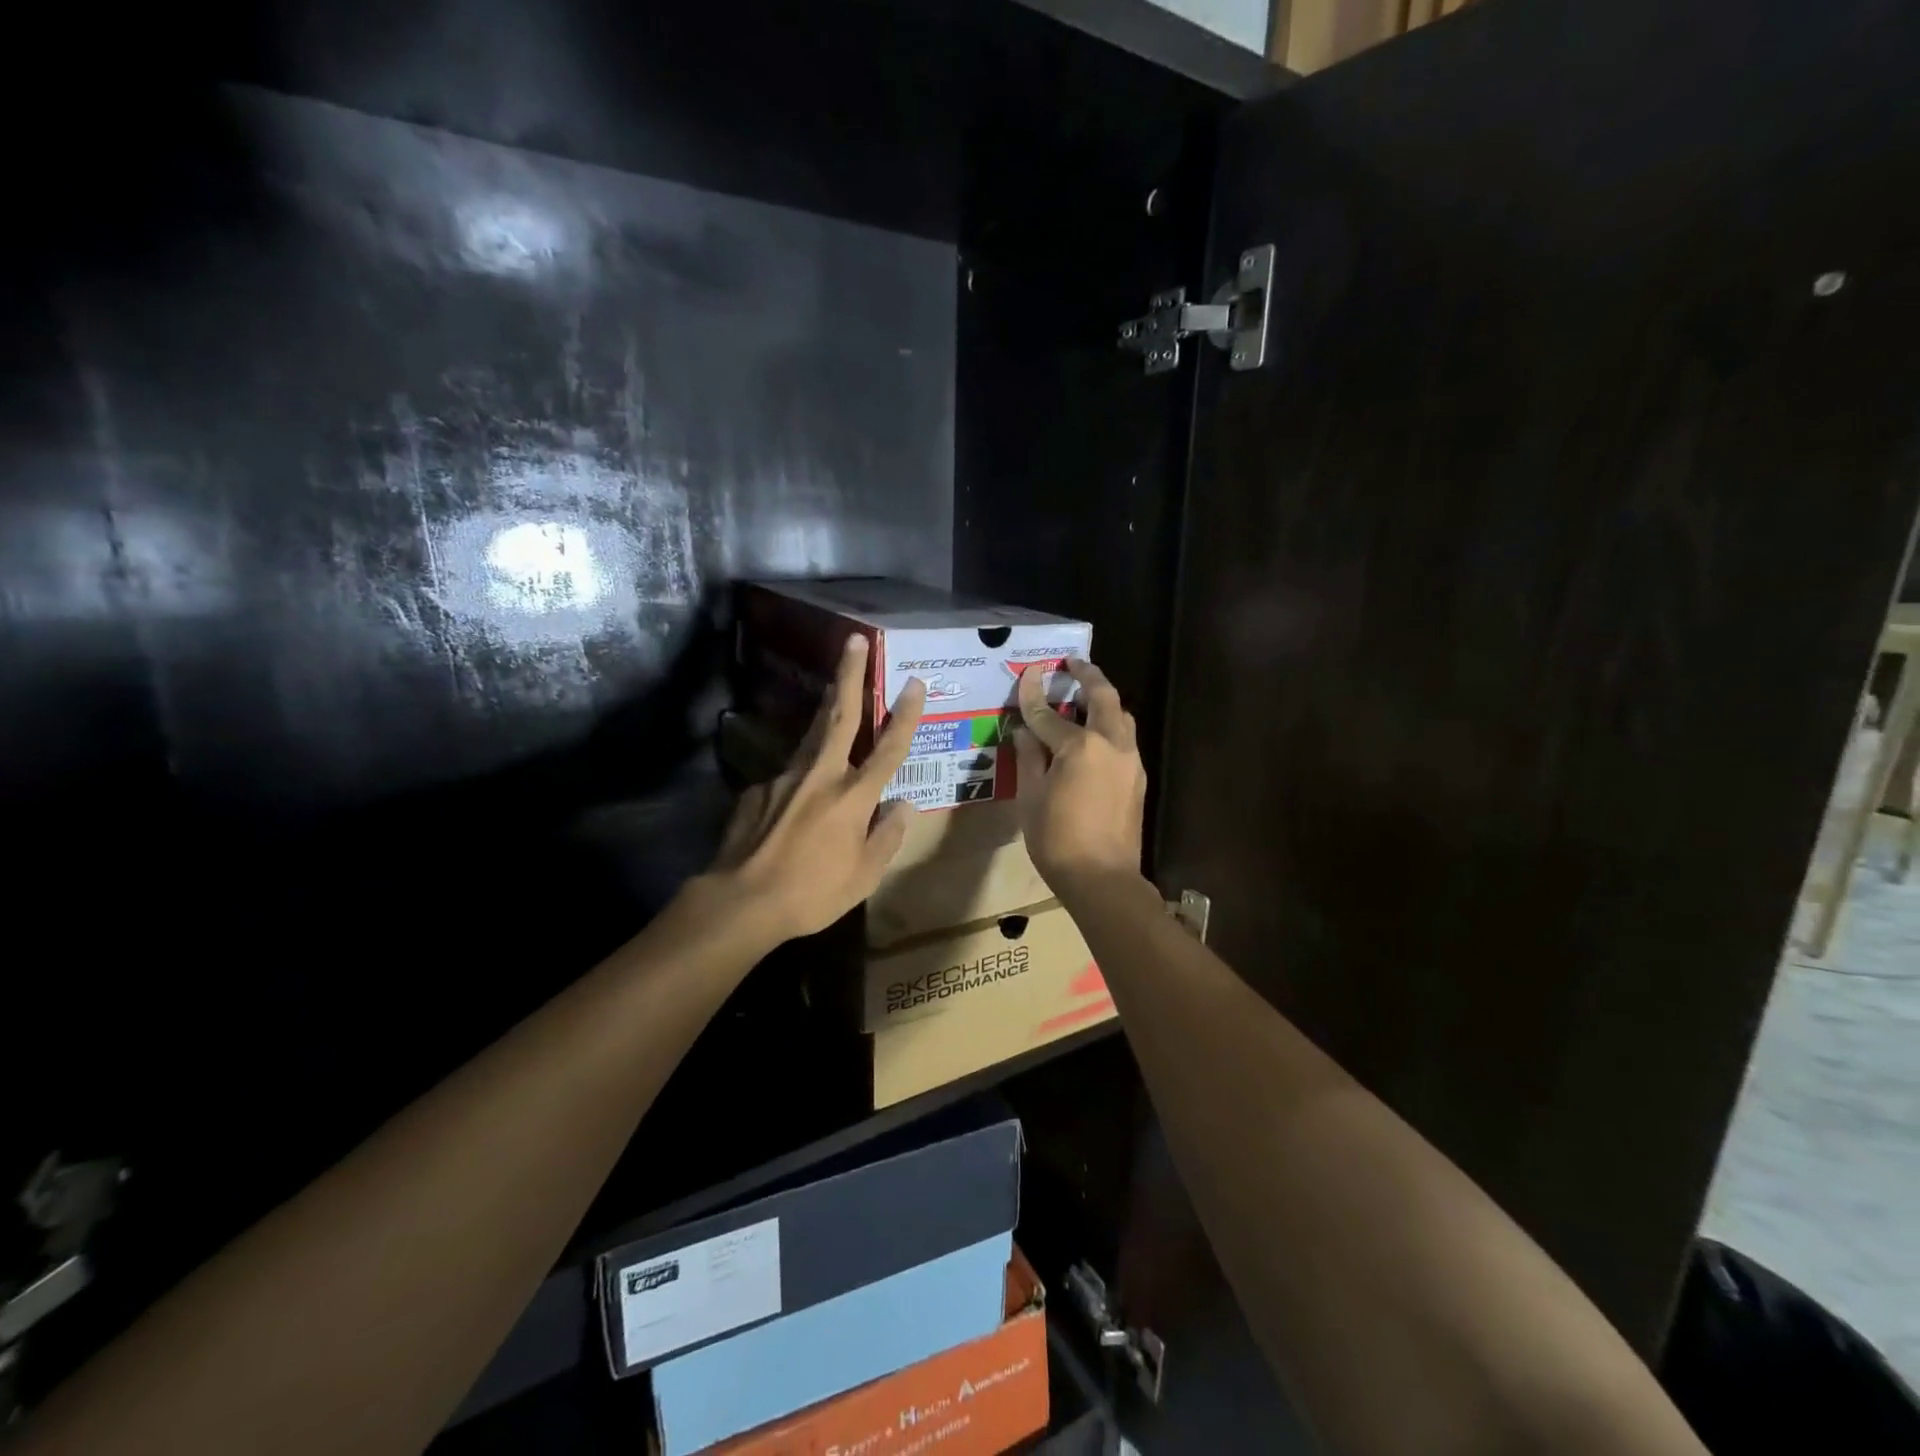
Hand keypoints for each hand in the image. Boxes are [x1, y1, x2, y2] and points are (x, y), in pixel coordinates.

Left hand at [705, 635, 927, 943]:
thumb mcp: (864, 876)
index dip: (904, 715)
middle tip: (854, 640)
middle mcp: (820, 776)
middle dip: (849, 674)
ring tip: (835, 691)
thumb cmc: (812, 894)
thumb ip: (887, 836)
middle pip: (839, 715)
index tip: (914, 681)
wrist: (740, 902)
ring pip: (812, 737)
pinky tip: (795, 806)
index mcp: (853, 797)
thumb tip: (902, 806)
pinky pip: (788, 778)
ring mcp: (784, 778)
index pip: (888, 749)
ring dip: (826, 709)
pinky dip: (800, 780)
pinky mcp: (757, 790)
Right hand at [1012, 658, 1146, 888]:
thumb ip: (1029, 758)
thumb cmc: (1057, 839)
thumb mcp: (1031, 797)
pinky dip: (1110, 727)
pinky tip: (1093, 738)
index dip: (1032, 697)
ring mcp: (1130, 761)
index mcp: (1080, 747)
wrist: (1103, 879)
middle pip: (1103, 697)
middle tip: (1073, 664)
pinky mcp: (1138, 779)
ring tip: (1085, 698)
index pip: (1049, 715)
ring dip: (1104, 701)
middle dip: (1088, 676)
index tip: (1026, 675)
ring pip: (1122, 717)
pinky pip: (1125, 740)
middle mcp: (1112, 745)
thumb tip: (1025, 732)